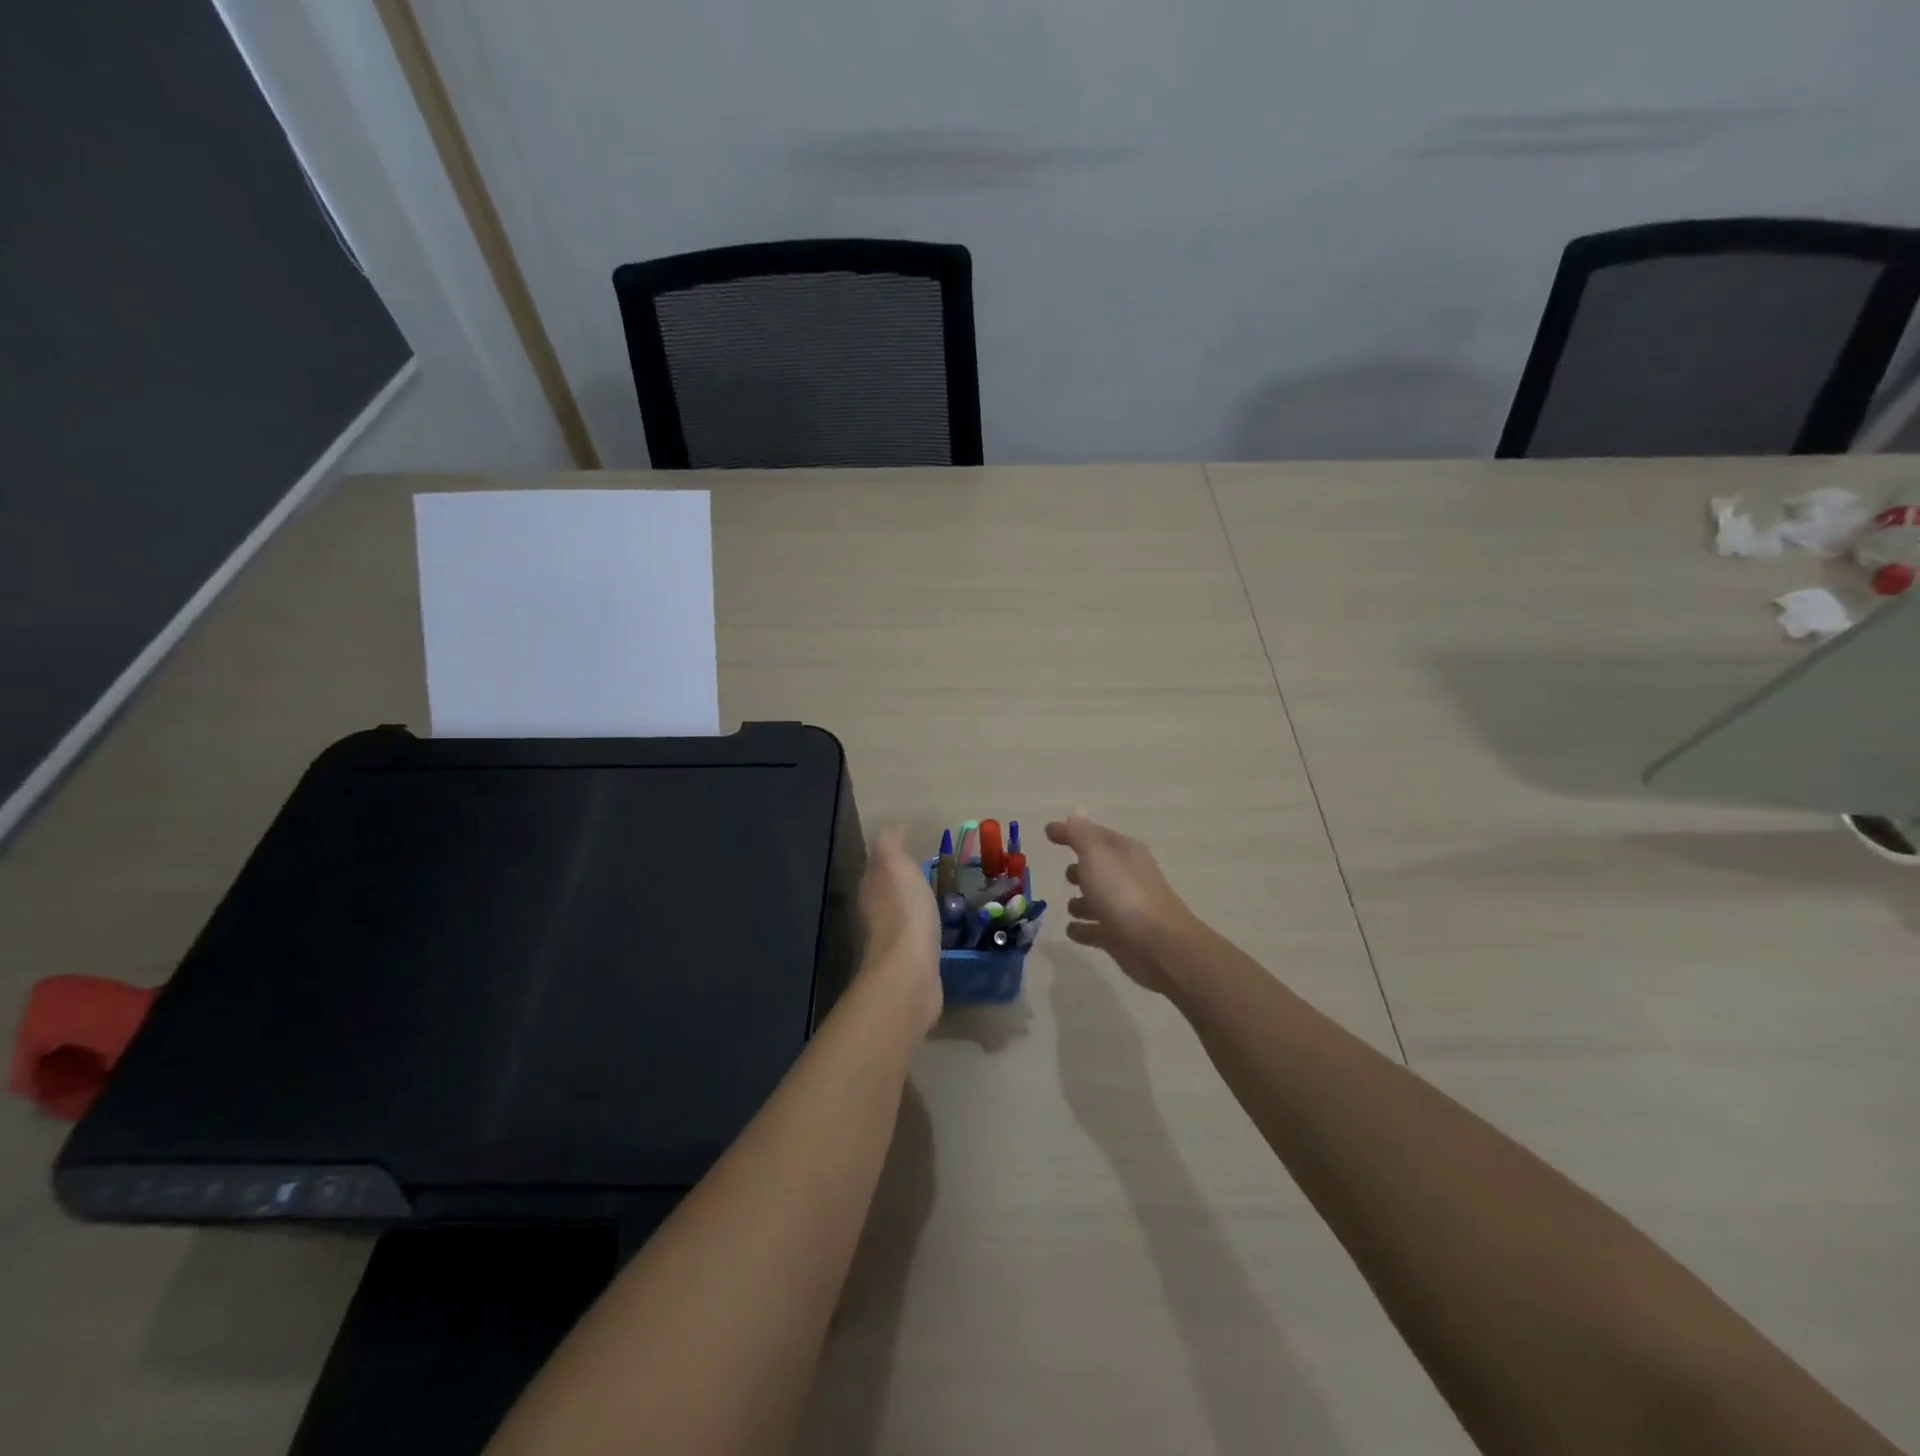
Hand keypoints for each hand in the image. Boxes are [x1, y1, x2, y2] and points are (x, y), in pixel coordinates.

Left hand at [856, 830, 943, 1034]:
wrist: (910, 972)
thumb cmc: (905, 913)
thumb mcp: (897, 869)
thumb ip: (891, 848)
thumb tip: (889, 829)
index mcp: (871, 889)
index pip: (876, 867)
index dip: (889, 857)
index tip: (908, 848)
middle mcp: (873, 914)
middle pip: (884, 892)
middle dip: (899, 882)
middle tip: (923, 871)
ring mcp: (889, 941)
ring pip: (898, 915)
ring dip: (910, 906)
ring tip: (932, 898)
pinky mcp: (907, 962)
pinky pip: (913, 937)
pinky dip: (920, 929)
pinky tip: (934, 929)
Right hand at [1045, 812, 1198, 993]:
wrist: (1157, 944)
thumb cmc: (1123, 892)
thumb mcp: (1096, 854)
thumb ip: (1081, 834)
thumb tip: (1076, 811)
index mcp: (1123, 851)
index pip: (1093, 834)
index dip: (1071, 831)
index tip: (1047, 833)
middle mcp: (1126, 876)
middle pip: (1099, 868)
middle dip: (1081, 869)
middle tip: (1065, 874)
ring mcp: (1125, 908)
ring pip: (1098, 900)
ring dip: (1082, 902)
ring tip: (1069, 906)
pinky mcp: (1120, 937)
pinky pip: (1096, 929)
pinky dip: (1084, 929)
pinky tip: (1072, 930)